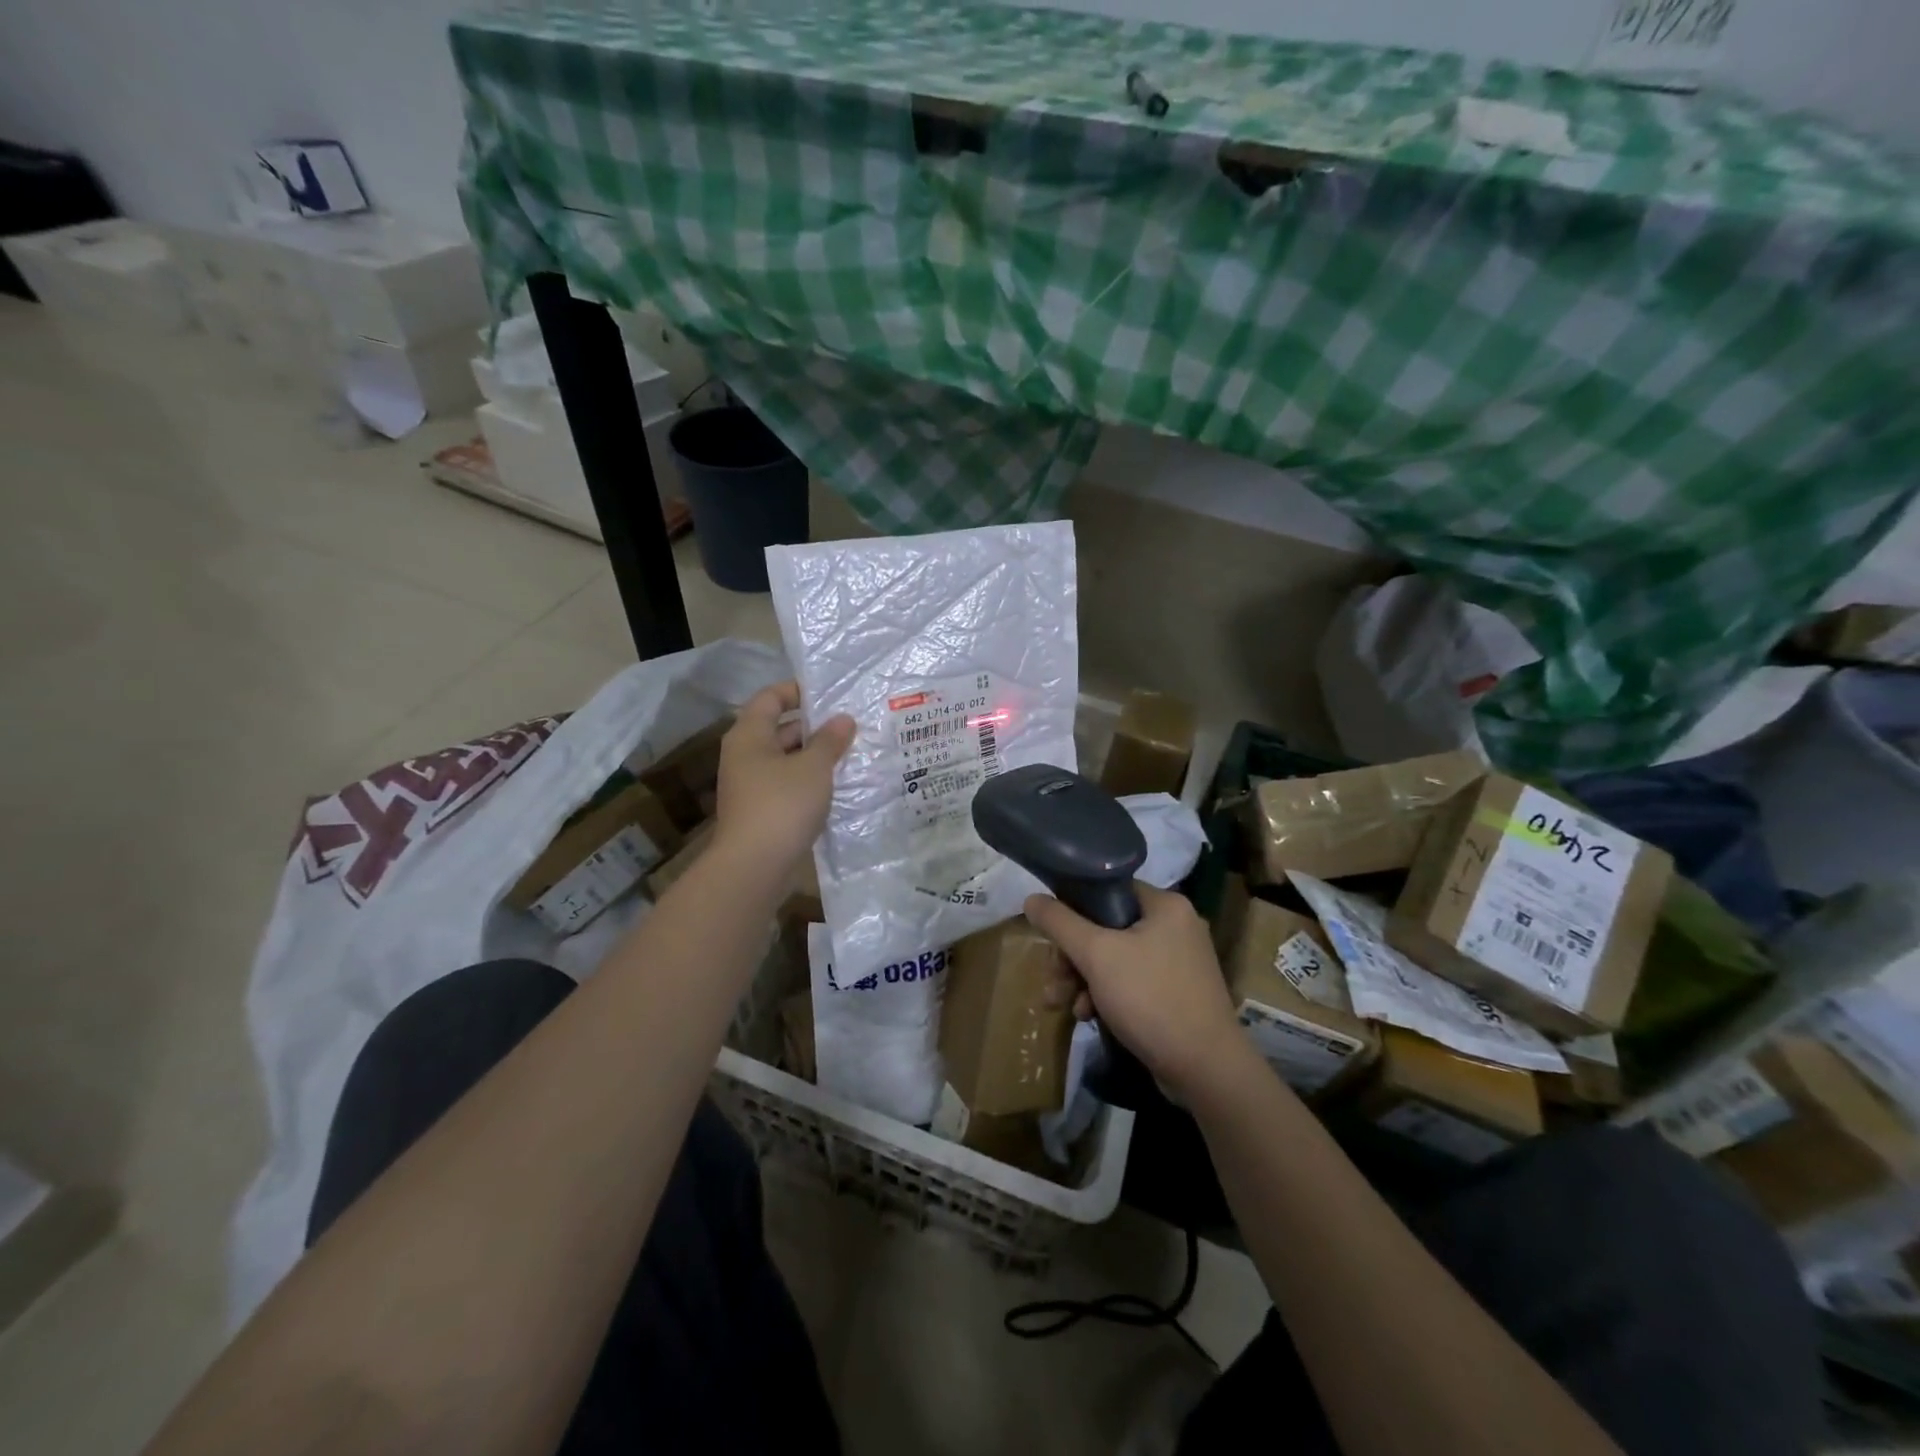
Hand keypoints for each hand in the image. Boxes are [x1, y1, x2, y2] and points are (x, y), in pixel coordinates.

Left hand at [713, 681, 854, 879]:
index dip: (797, 691)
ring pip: (784, 759)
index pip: (770, 698)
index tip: (829, 694)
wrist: (754, 866)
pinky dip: (808, 780)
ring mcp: (749, 785)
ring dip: (813, 755)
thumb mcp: (814, 767)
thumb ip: (830, 740)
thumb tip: (843, 719)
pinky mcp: (759, 811)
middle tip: (848, 725)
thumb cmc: (782, 804)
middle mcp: (744, 755)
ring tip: (849, 753)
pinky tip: (834, 786)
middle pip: (778, 729)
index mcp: (749, 735)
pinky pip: (786, 784)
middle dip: (812, 726)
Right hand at [1024, 884, 1241, 1094]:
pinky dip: (1105, 995)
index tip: (1050, 936)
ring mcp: (1178, 962)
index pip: (1107, 889)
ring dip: (1082, 980)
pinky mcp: (1175, 993)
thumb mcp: (1097, 955)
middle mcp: (1175, 926)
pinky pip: (1130, 982)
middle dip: (1072, 957)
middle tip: (1052, 980)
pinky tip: (1088, 1017)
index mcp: (1165, 905)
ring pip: (1114, 958)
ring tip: (1060, 1005)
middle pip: (1106, 928)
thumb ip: (1060, 923)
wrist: (1206, 1070)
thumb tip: (1031, 897)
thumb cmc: (1150, 999)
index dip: (1072, 908)